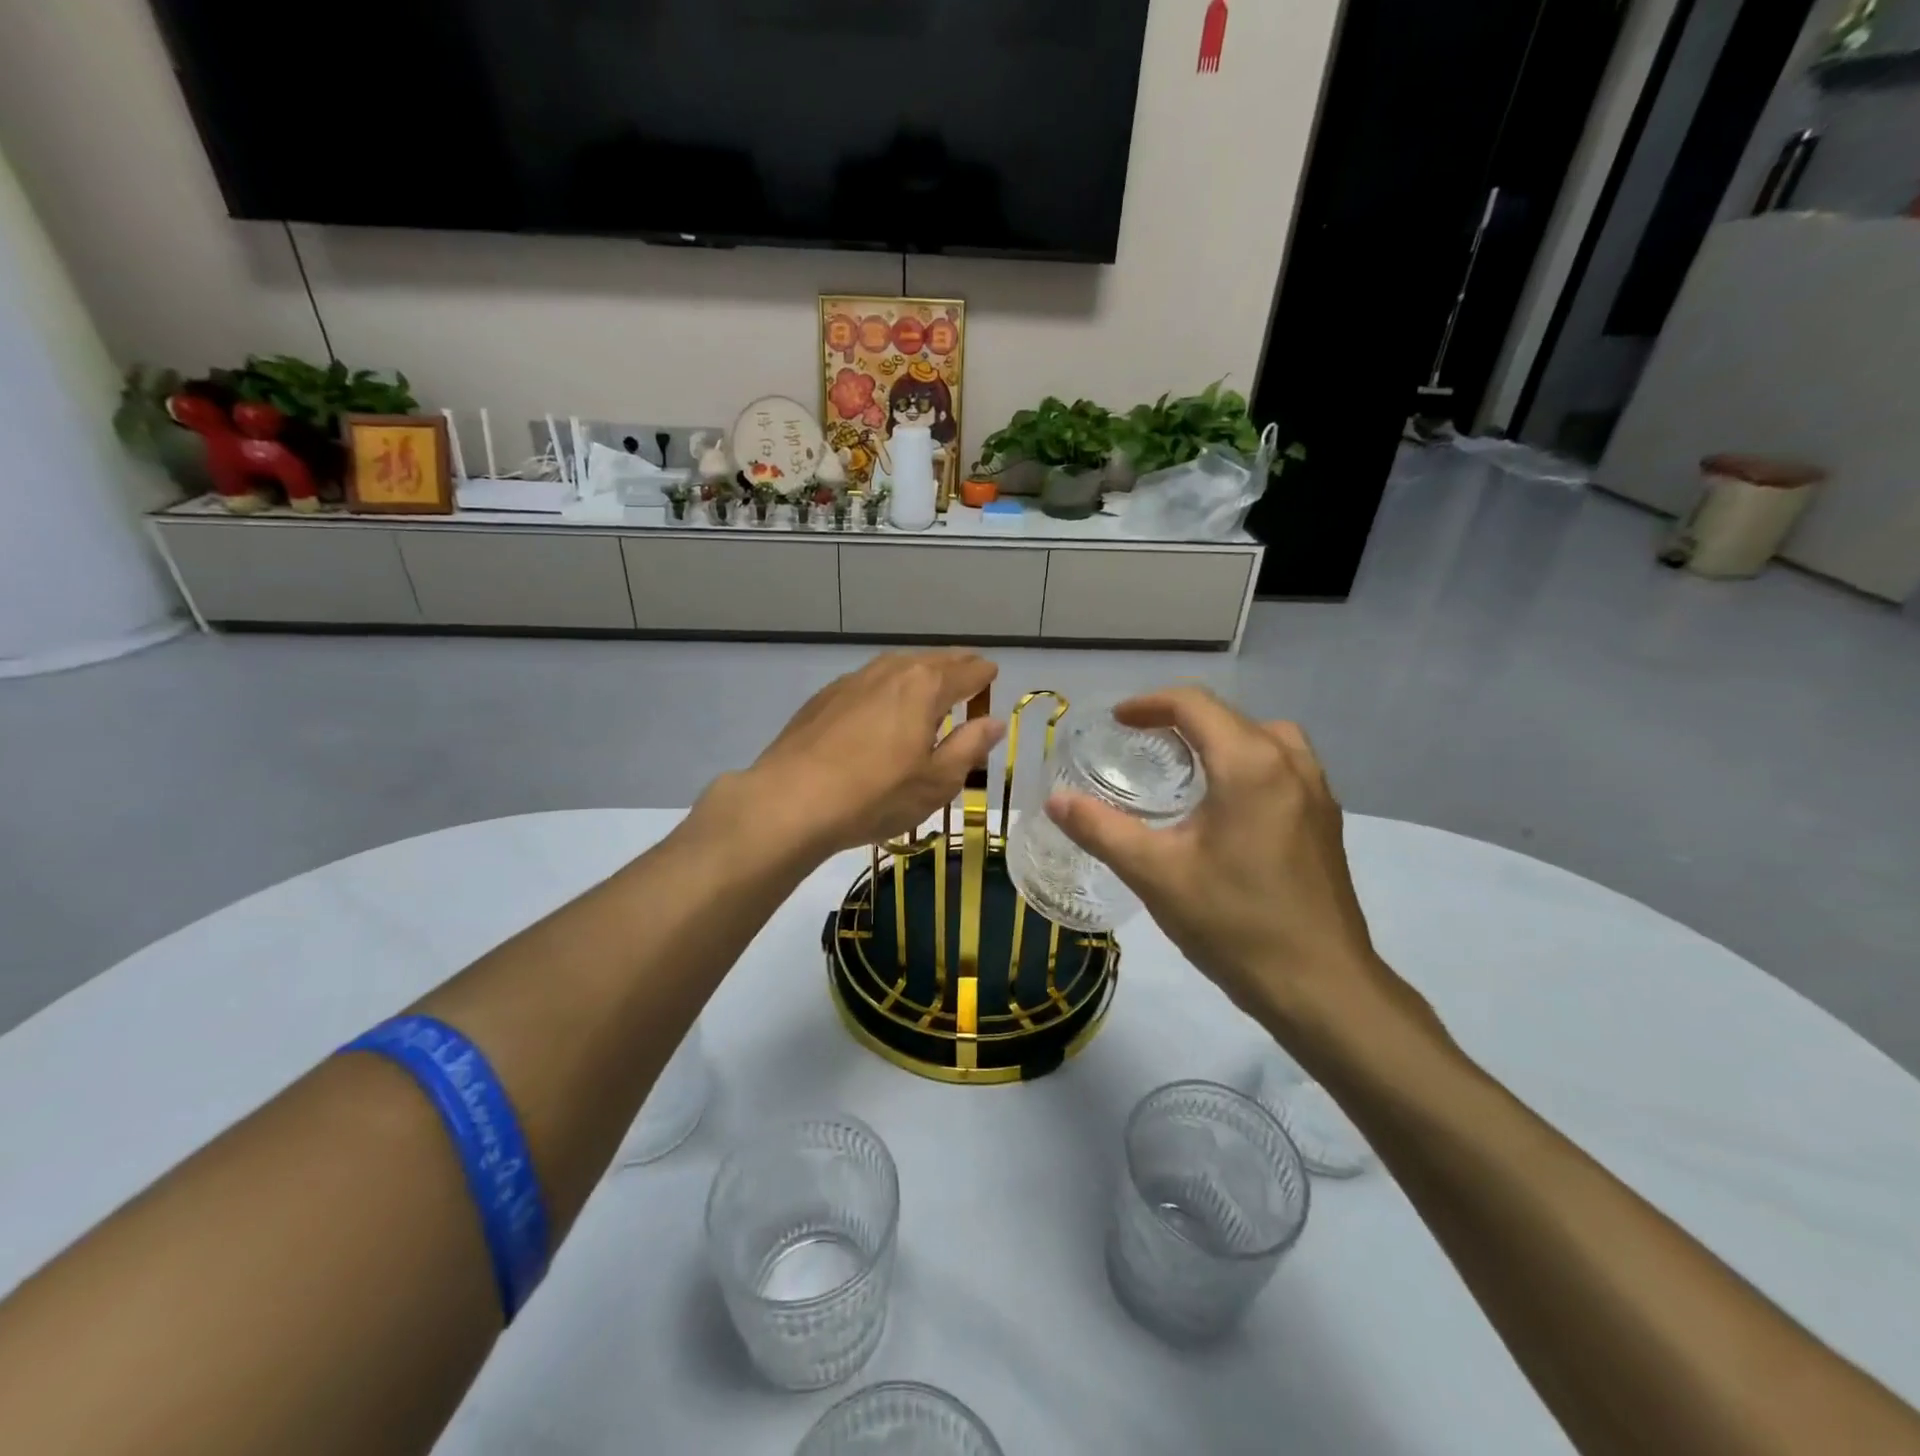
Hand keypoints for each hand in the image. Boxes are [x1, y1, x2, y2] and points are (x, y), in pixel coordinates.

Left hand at [735, 651, 1004, 856]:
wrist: (791, 800)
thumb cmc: (876, 794)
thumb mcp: (937, 781)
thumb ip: (969, 746)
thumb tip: (993, 722)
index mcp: (925, 686)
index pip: (968, 672)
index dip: (985, 675)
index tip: (993, 675)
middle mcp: (891, 671)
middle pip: (932, 660)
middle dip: (955, 666)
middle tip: (969, 672)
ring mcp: (853, 680)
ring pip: (897, 666)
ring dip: (919, 673)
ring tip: (929, 686)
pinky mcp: (825, 697)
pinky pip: (869, 682)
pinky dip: (887, 687)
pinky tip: (882, 707)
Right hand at [1045, 687, 1401, 1026]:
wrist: (1321, 987)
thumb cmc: (1234, 923)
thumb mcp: (1155, 874)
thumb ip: (1100, 829)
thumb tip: (1054, 800)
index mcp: (1249, 764)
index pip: (1194, 704)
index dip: (1149, 704)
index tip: (1116, 721)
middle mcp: (1289, 762)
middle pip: (1229, 716)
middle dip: (1180, 719)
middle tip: (1140, 744)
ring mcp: (1317, 791)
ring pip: (1263, 737)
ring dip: (1219, 739)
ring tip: (1185, 768)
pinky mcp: (1326, 820)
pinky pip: (1282, 766)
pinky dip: (1247, 762)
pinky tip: (1225, 807)